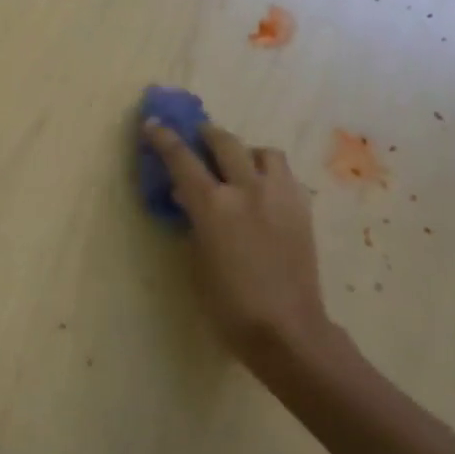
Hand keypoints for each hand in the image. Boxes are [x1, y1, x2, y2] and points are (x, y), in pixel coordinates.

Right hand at [142, 118, 342, 372]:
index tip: (152, 124)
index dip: (163, 138)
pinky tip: (262, 192)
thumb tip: (187, 197)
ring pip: (263, 151)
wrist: (287, 329)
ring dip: (245, 152)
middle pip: (224, 142)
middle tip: (197, 138)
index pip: (181, 158)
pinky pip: (284, 175)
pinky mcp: (302, 208)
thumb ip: (193, 220)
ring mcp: (279, 196)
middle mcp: (247, 190)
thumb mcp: (197, 258)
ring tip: (238, 166)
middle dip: (206, 135)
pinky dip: (269, 173)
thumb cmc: (228, 303)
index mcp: (213, 204)